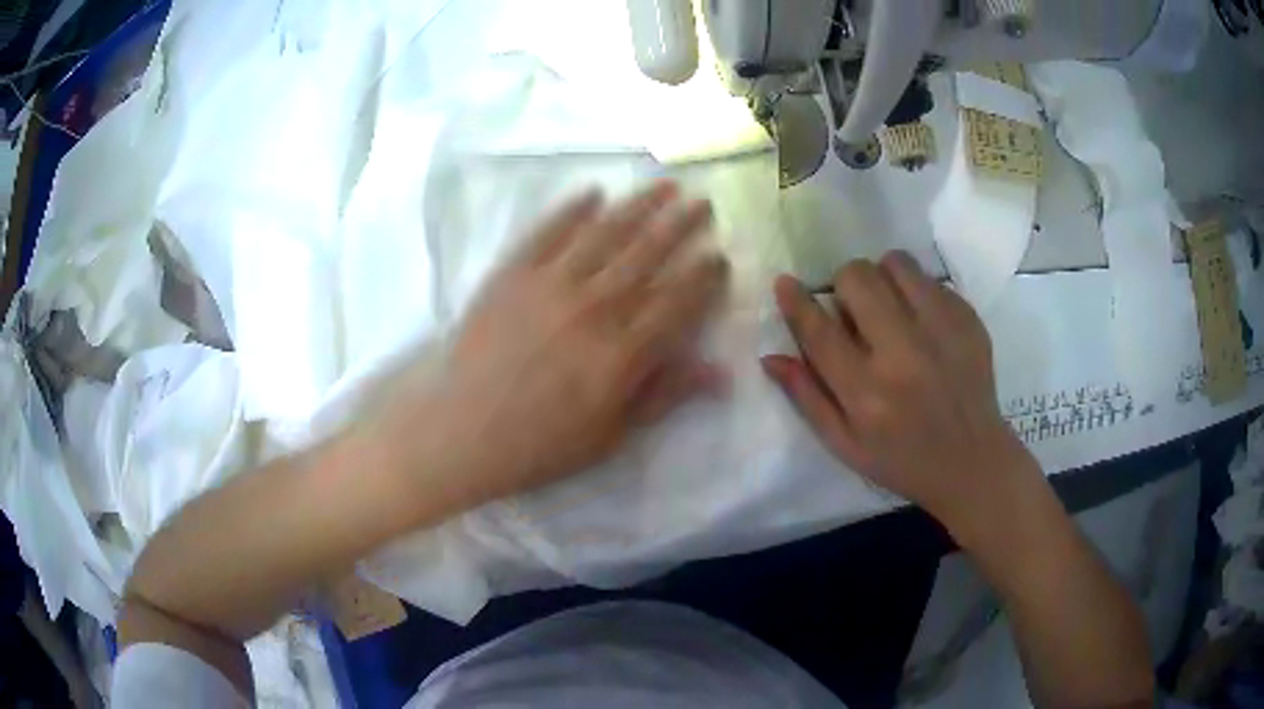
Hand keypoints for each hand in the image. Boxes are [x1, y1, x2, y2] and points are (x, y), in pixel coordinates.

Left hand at [405, 182, 728, 507]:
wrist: (462, 431)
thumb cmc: (541, 444)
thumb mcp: (612, 435)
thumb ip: (665, 395)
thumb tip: (721, 371)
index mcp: (622, 352)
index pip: (677, 301)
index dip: (703, 276)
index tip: (719, 255)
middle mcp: (594, 307)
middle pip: (648, 254)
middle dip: (681, 225)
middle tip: (702, 202)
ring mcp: (550, 284)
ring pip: (606, 233)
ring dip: (639, 205)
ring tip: (664, 185)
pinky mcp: (512, 273)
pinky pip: (548, 231)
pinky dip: (572, 209)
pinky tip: (593, 192)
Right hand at [761, 252, 1037, 531]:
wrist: (972, 462)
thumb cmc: (902, 460)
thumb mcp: (845, 445)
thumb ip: (807, 397)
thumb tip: (770, 356)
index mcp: (867, 393)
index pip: (820, 330)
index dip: (796, 301)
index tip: (786, 283)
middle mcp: (903, 354)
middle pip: (858, 278)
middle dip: (845, 284)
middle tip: (853, 307)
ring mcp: (942, 332)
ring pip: (896, 264)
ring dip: (883, 277)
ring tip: (890, 305)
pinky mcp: (969, 321)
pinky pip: (931, 279)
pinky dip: (917, 292)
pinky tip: (923, 323)